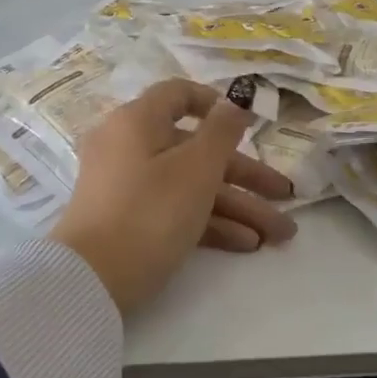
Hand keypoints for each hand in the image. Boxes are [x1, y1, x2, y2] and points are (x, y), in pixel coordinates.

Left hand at [49, 79, 295, 314]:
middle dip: (246, 176)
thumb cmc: (149, 212)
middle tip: (286, 196)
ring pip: (190, 184)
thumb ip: (222, 131)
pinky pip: (173, 209)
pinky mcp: (127, 220)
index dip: (216, 105)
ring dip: (236, 206)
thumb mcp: (196, 169)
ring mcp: (126, 185)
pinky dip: (208, 222)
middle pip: (195, 149)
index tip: (248, 125)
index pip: (178, 95)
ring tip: (281, 235)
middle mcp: (129, 146)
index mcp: (137, 121)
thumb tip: (234, 100)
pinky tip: (247, 243)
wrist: (90, 282)